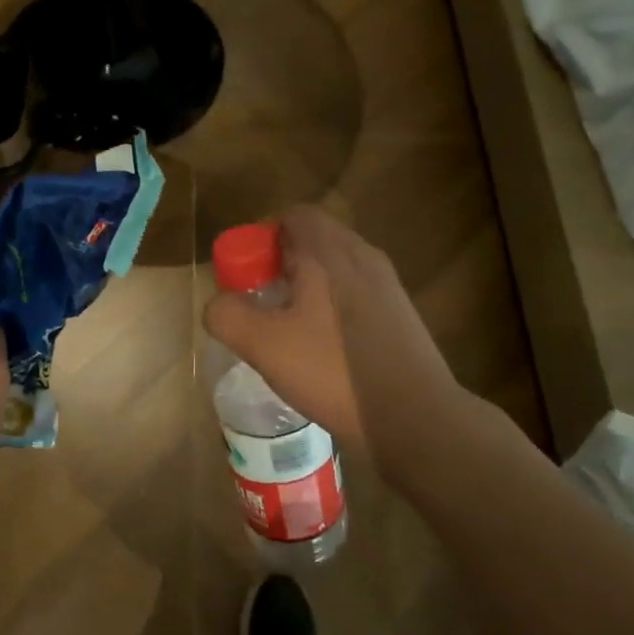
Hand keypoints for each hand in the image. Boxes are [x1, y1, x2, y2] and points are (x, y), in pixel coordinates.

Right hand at [202, 207, 470, 460]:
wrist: (415, 418)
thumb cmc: (334, 372)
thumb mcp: (264, 346)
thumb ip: (228, 316)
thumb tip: (217, 305)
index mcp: (330, 253)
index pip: (293, 216)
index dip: (261, 237)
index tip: (244, 273)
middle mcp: (363, 257)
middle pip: (313, 241)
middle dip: (279, 265)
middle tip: (258, 302)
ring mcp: (386, 286)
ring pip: (334, 270)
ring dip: (304, 287)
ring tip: (285, 327)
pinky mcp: (398, 316)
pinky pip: (353, 294)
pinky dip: (329, 307)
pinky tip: (319, 348)